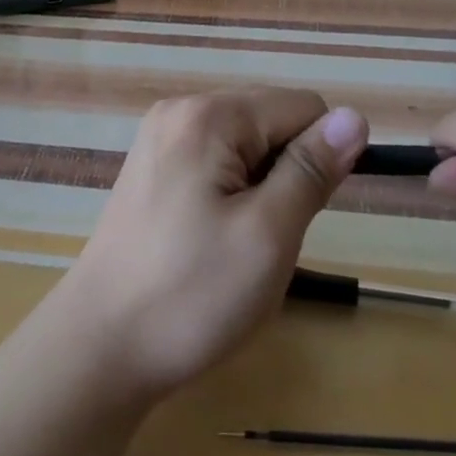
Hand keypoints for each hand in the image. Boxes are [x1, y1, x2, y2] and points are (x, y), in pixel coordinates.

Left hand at [61, 89, 368, 401]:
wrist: (100, 348)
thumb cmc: (192, 294)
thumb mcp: (268, 234)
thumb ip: (311, 169)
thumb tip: (355, 117)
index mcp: (208, 115)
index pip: (302, 107)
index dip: (319, 159)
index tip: (296, 215)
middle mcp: (180, 111)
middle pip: (270, 121)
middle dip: (285, 174)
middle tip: (263, 236)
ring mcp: (160, 139)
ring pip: (246, 147)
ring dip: (260, 190)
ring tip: (234, 243)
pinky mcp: (151, 169)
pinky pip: (215, 164)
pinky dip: (230, 196)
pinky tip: (210, 240)